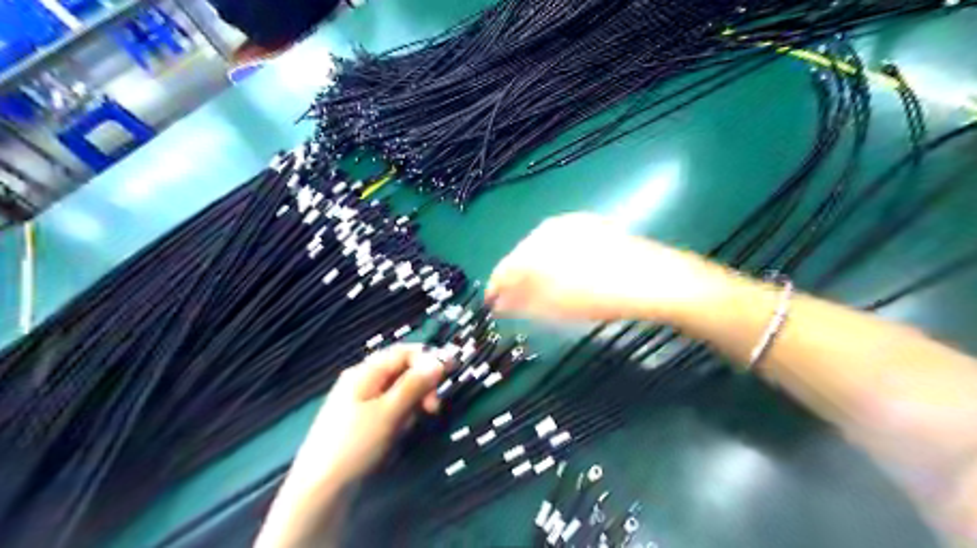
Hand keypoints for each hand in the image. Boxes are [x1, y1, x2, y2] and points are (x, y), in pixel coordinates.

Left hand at [295, 345, 445, 484]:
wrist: (320, 490)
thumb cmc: (355, 444)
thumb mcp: (389, 412)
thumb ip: (414, 384)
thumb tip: (438, 361)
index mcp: (365, 372)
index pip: (403, 352)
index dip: (428, 358)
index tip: (450, 373)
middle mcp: (363, 381)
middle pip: (402, 371)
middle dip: (421, 386)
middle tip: (433, 408)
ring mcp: (361, 402)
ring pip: (398, 393)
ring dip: (411, 405)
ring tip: (408, 426)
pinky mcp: (362, 422)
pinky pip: (390, 410)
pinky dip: (400, 418)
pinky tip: (397, 434)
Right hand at [485, 211, 723, 325]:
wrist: (652, 279)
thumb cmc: (598, 296)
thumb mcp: (555, 306)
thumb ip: (521, 302)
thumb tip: (499, 304)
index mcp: (534, 246)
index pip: (504, 268)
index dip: (495, 288)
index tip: (492, 305)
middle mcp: (548, 228)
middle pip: (522, 256)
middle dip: (517, 279)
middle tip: (516, 301)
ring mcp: (571, 223)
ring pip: (542, 248)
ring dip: (536, 269)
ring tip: (540, 290)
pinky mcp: (591, 225)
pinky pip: (562, 242)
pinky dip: (556, 259)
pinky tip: (565, 273)